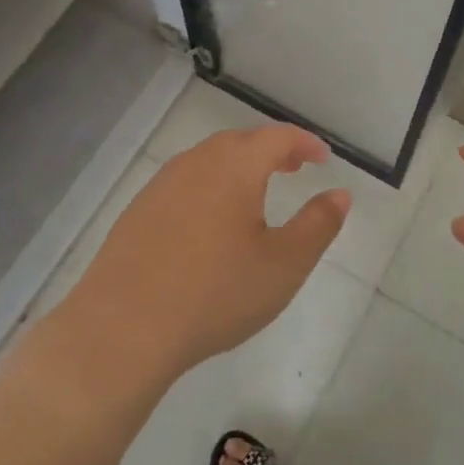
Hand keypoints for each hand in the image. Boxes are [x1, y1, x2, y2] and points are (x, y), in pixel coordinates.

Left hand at [63, 124, 350, 386]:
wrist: (123, 327)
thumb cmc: (215, 293)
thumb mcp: (283, 265)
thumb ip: (317, 225)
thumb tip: (340, 194)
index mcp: (234, 167)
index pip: (277, 137)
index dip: (304, 143)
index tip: (323, 158)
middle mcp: (195, 164)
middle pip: (240, 142)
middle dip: (271, 151)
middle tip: (294, 168)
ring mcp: (161, 185)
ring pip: (208, 161)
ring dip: (238, 167)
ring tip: (256, 194)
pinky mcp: (138, 211)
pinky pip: (184, 184)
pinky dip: (209, 187)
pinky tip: (210, 222)